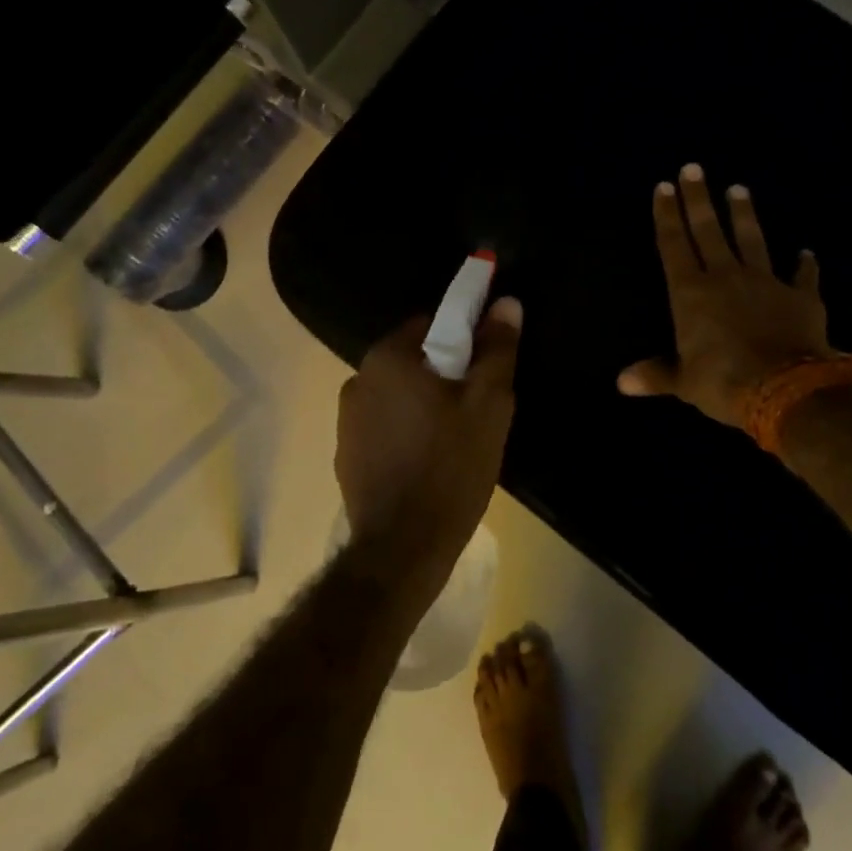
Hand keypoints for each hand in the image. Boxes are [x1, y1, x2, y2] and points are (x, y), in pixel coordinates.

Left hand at [336, 298, 522, 583]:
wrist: (402, 547)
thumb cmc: (451, 468)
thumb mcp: (488, 406)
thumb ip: (497, 350)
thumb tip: (505, 303)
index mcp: (389, 358)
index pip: (432, 323)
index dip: (466, 339)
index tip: (487, 367)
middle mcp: (357, 378)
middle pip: (414, 360)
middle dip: (446, 375)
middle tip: (478, 408)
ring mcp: (346, 419)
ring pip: (399, 395)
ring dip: (425, 404)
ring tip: (456, 440)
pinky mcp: (346, 453)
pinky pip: (384, 426)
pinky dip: (406, 432)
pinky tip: (428, 462)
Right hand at [619, 165, 835, 427]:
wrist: (785, 389)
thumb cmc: (723, 382)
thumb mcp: (683, 381)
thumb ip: (656, 374)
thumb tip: (622, 382)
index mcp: (691, 294)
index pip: (673, 245)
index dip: (666, 216)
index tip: (663, 187)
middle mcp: (725, 277)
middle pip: (708, 231)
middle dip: (698, 199)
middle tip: (693, 168)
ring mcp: (765, 282)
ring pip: (751, 240)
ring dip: (744, 214)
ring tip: (739, 188)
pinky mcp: (800, 296)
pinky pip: (803, 276)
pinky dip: (805, 265)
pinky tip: (807, 253)